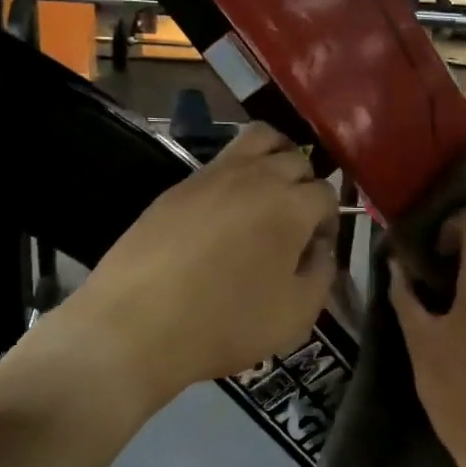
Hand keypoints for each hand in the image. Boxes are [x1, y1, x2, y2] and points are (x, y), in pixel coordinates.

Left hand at [61, 125, 338, 404]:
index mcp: (291, 206)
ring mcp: (212, 175)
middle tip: (295, 221)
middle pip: (296, 158)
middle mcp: (255, 177)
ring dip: (275, 157)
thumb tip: (319, 249)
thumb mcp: (296, 315)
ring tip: (268, 193)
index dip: (329, 221)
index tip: (316, 249)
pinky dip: (236, 175)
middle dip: (306, 184)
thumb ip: (321, 274)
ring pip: (258, 139)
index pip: (326, 193)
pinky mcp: (177, 186)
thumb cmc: (226, 325)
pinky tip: (225, 213)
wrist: (137, 327)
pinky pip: (220, 163)